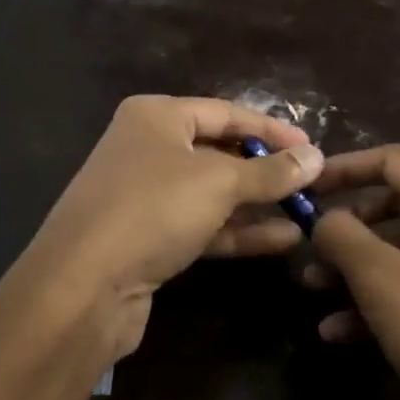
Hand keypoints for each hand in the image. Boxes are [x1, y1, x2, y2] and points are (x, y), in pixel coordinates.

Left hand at [4, 95, 323, 367]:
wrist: (83, 286)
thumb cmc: (152, 210)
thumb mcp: (219, 182)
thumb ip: (270, 171)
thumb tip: (316, 157)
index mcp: (156, 117)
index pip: (226, 112)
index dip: (271, 128)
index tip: (312, 147)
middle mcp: (147, 149)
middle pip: (218, 152)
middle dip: (265, 169)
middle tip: (311, 182)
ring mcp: (145, 196)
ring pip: (212, 193)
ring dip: (257, 204)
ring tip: (307, 212)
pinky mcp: (148, 238)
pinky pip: (202, 226)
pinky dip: (239, 231)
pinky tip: (283, 240)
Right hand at [308, 145, 399, 399]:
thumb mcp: (380, 276)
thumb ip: (341, 235)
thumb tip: (323, 219)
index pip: (392, 161)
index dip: (343, 167)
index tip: (304, 186)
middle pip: (392, 206)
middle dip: (344, 228)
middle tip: (306, 244)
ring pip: (398, 253)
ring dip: (352, 269)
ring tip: (311, 289)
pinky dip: (375, 303)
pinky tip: (337, 332)